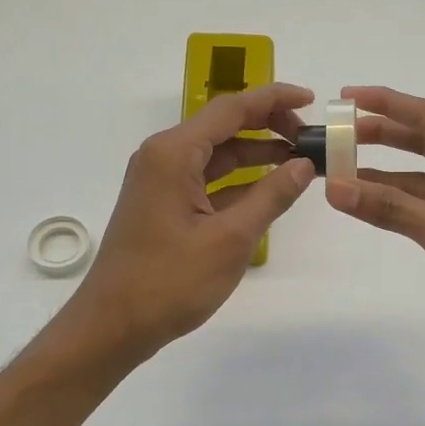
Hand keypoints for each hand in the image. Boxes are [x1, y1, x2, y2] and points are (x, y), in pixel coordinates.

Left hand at [53, 82, 316, 365]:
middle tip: (310, 139)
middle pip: (224, 127)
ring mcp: (161, 181)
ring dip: (256, 155)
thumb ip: (271, 197)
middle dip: (268, 127)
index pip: (232, 109)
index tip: (312, 100)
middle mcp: (164, 157)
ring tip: (299, 162)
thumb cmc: (169, 282)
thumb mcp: (230, 239)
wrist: (113, 326)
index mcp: (174, 153)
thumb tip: (304, 164)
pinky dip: (238, 181)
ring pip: (217, 155)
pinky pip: (207, 180)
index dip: (274, 100)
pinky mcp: (163, 205)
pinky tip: (268, 189)